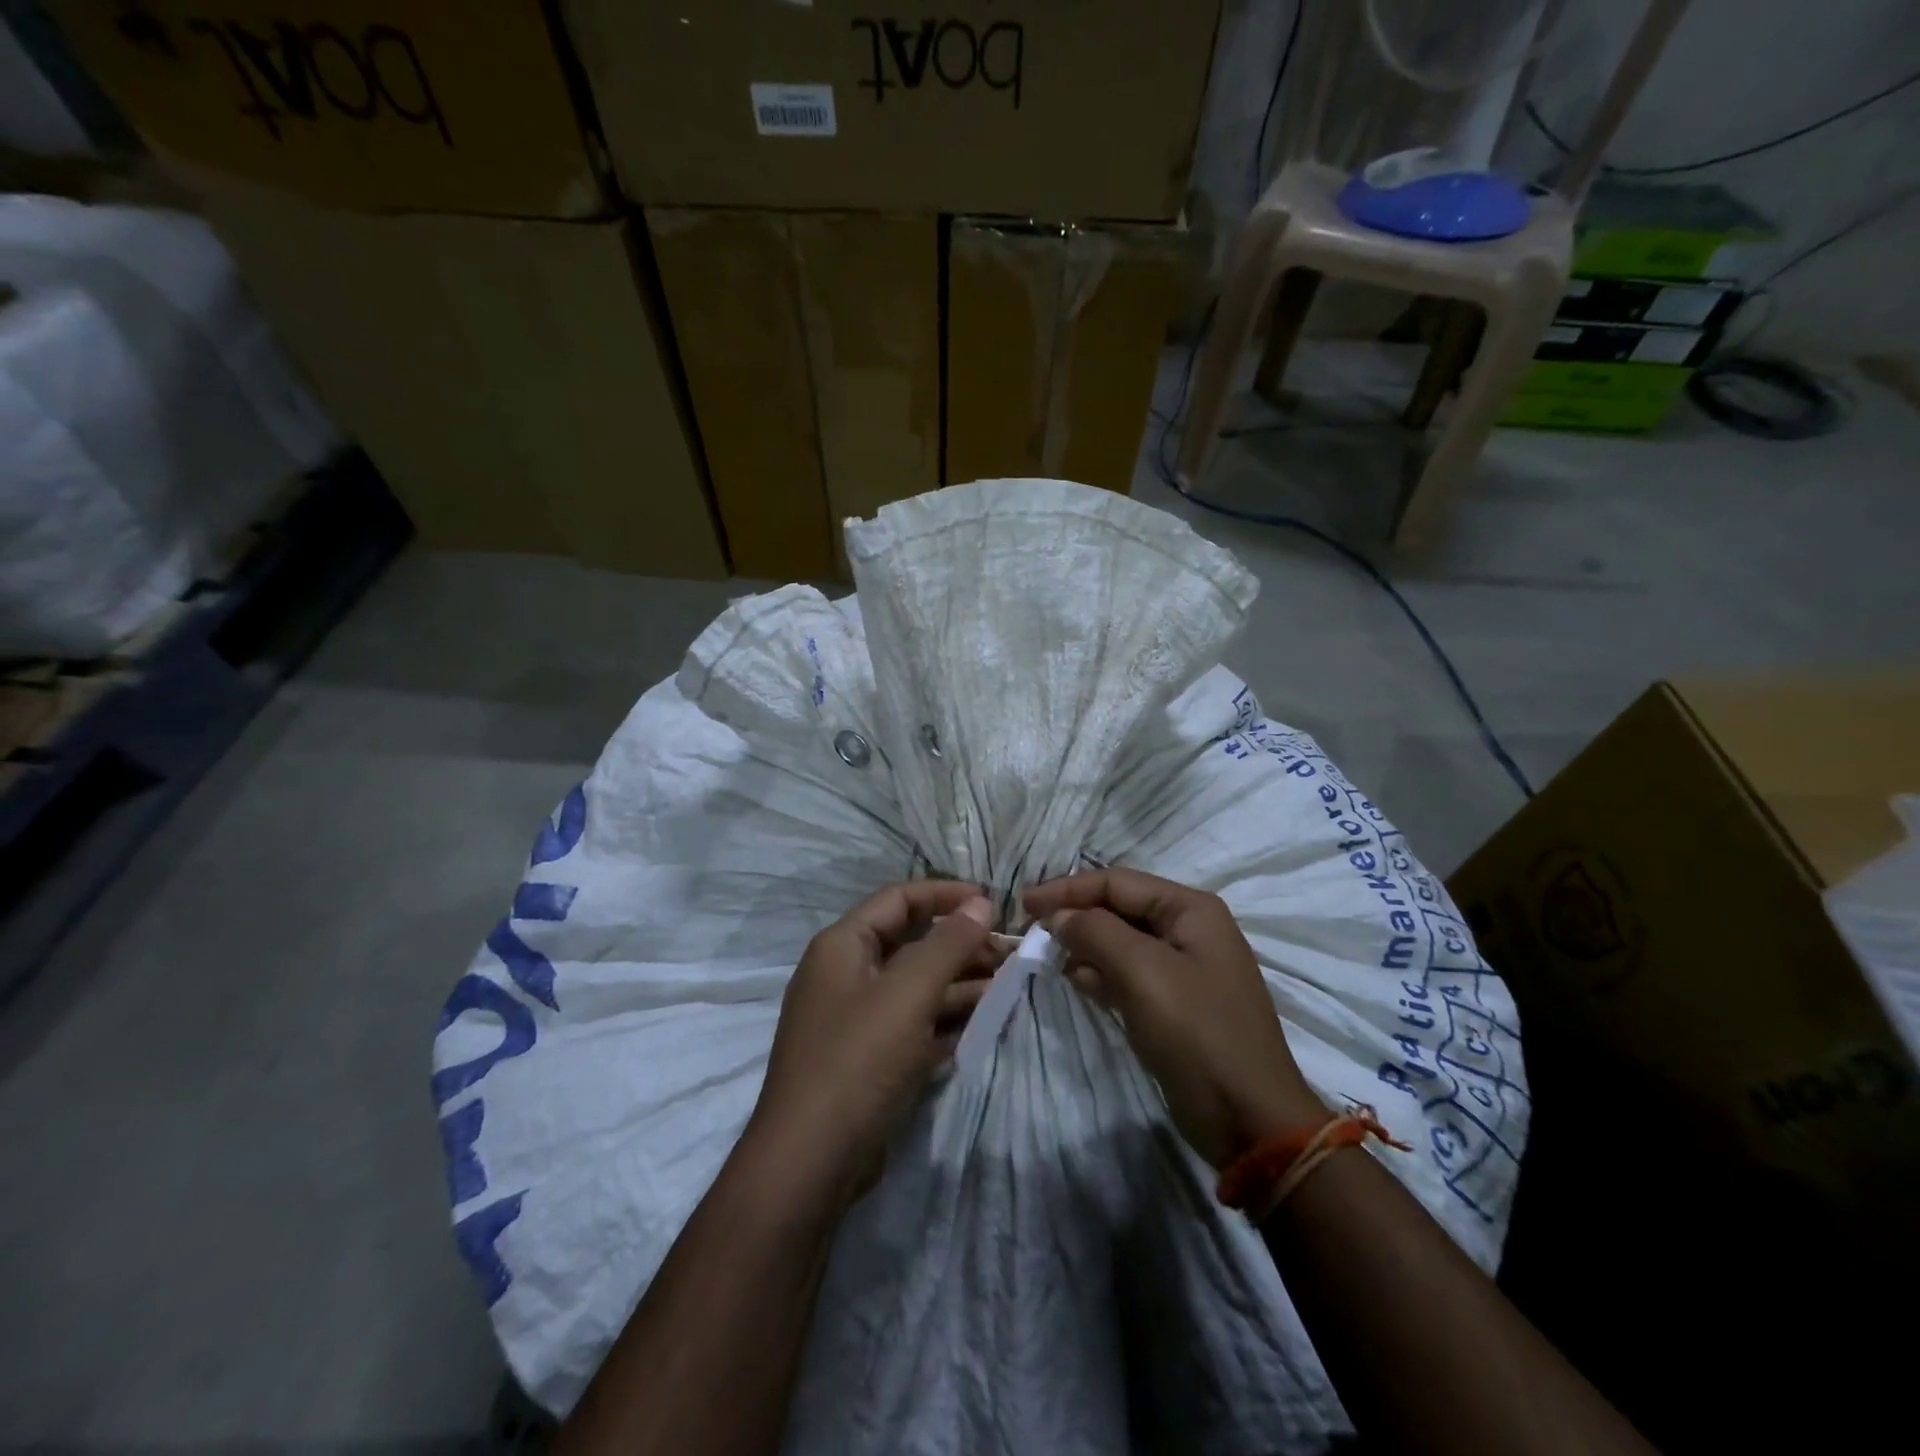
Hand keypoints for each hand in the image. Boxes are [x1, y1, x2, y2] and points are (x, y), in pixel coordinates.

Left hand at [747, 881, 1005, 1199]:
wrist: (810, 1162)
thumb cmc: (858, 1060)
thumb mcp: (908, 993)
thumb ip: (947, 944)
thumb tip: (981, 904)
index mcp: (842, 945)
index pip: (898, 898)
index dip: (945, 894)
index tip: (992, 902)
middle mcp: (845, 974)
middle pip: (911, 942)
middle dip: (960, 943)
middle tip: (1010, 951)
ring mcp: (856, 1019)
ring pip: (915, 985)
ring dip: (960, 981)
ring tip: (1009, 983)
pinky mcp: (868, 1058)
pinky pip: (913, 1023)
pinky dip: (946, 1018)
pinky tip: (985, 1020)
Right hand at [1024, 868, 1323, 1167]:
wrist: (1249, 1119)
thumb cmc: (1196, 1033)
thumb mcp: (1142, 972)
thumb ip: (1095, 932)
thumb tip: (1059, 916)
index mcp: (1190, 909)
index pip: (1117, 882)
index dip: (1068, 889)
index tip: (1025, 904)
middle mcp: (1189, 929)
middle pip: (1119, 908)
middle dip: (1076, 916)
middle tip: (1032, 931)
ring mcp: (1184, 968)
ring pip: (1121, 942)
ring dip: (1085, 945)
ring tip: (1048, 957)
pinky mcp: (1175, 1003)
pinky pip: (1129, 974)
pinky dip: (1101, 973)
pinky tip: (1077, 982)